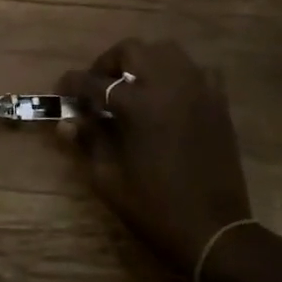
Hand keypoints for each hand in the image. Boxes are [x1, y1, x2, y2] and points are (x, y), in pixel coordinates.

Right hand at [57, 39, 250, 281]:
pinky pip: (196, 71)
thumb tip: (67, 122)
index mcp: (137, 105)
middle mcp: (168, 86)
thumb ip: (88, 141)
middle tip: (98, 85)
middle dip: (108, 63)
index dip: (72, 84)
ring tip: (133, 86)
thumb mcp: (108, 178)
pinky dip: (177, 74)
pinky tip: (168, 95)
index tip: (62, 90)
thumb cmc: (154, 207)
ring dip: (143, 62)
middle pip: (132, 50)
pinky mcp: (218, 103)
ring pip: (166, 51)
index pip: (94, 82)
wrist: (214, 231)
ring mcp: (197, 90)